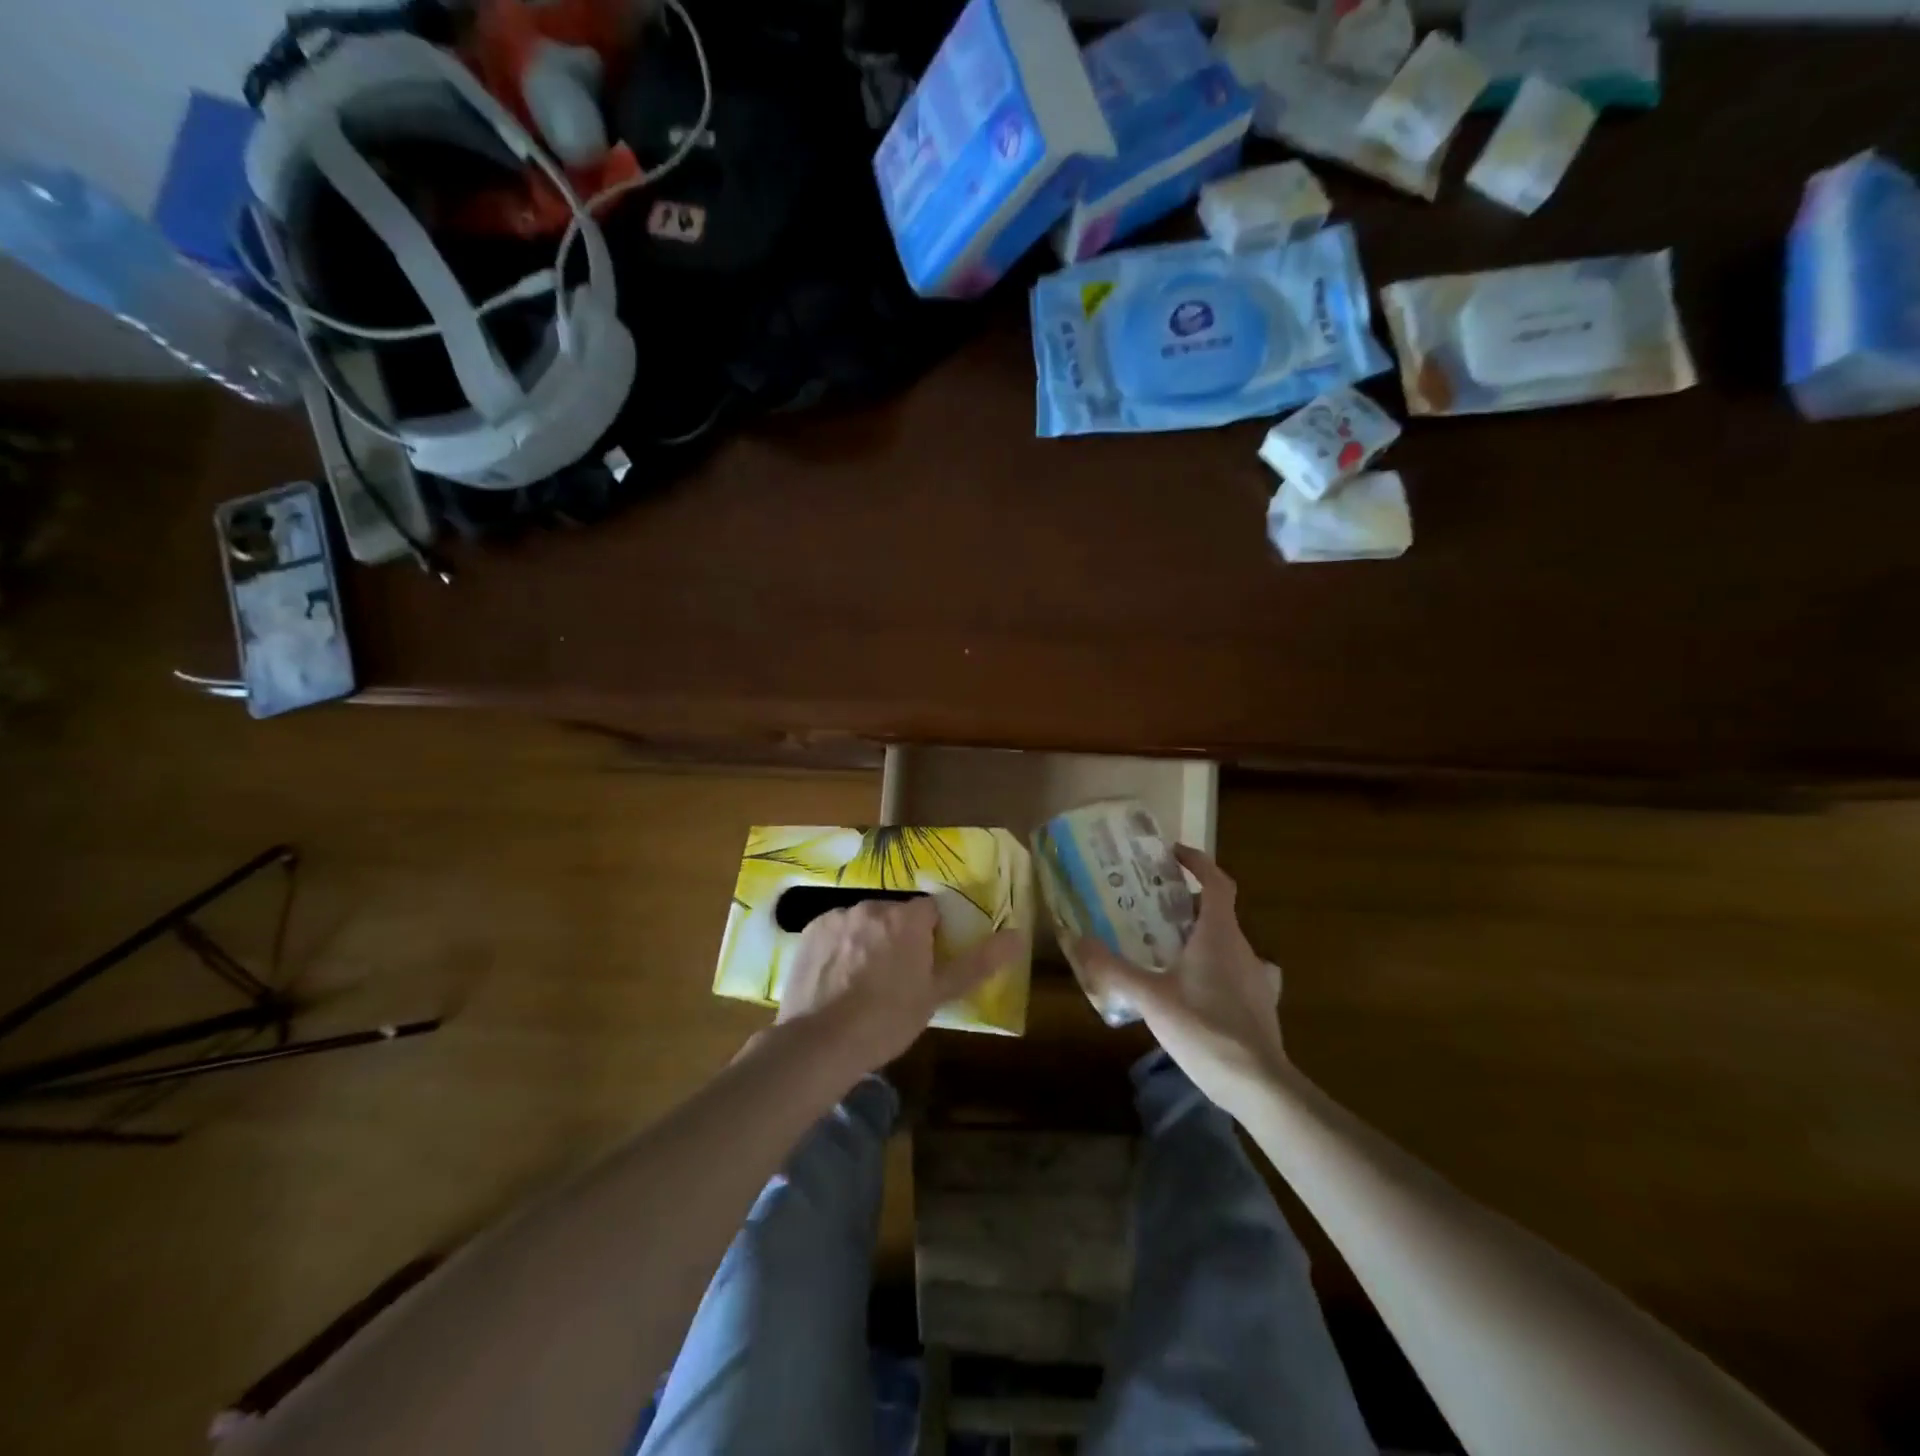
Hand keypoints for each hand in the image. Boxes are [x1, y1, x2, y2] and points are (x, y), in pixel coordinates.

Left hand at [777, 897, 1022, 1073]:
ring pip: (863, 923)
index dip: (930, 936)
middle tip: (894, 979)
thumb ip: (976, 963)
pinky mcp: (810, 931)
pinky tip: (835, 981)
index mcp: (907, 918)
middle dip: (897, 937)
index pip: (929, 911)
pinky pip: (834, 932)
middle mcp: (872, 906)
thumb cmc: (887, 1020)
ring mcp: (837, 916)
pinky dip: (838, 948)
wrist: (820, 1043)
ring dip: (866, 940)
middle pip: (894, 915)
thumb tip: (1016, 936)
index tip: (925, 964)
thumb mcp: (936, 995)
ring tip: (860, 984)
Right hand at [1075, 845, 1287, 1115]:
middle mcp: (1243, 948)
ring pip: (1226, 942)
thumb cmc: (1204, 1029)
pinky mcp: (1260, 1004)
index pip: (1216, 882)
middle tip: (1152, 906)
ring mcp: (1256, 977)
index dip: (1197, 861)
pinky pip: (1234, 971)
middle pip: (1218, 911)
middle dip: (1188, 902)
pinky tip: (1194, 990)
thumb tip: (1078, 941)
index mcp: (1219, 934)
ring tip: (1166, 947)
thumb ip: (1113, 969)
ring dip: (1200, 935)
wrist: (1258, 1085)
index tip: (1172, 854)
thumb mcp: (1150, 998)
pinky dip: (1213, 967)